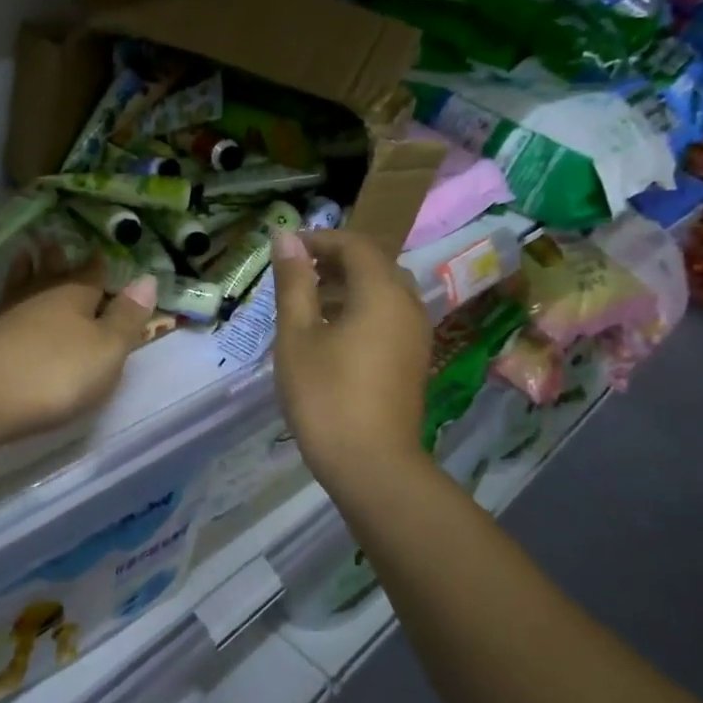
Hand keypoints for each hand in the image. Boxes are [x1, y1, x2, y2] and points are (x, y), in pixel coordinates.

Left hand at [0, 265, 157, 446]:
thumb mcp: (107, 349)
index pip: (91, 275)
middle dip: (56, 262)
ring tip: (23, 256)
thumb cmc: (56, 373)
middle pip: (51, 276)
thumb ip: (127, 317)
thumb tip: (147, 278)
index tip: (100, 250)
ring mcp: (6, 318)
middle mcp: (39, 299)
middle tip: (54, 244)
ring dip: (23, 273)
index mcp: (74, 297)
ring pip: (18, 288)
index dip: (98, 265)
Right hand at [272, 229, 430, 486]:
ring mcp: (416, 334)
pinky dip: (360, 310)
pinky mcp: (413, 359)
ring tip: (307, 305)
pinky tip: (331, 335)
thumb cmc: (325, 395)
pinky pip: (389, 316)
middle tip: (294, 276)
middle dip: (334, 261)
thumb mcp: (297, 336)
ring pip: (383, 291)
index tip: (285, 250)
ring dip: (347, 287)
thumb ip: (294, 282)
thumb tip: (286, 237)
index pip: (355, 245)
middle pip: (374, 264)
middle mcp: (408, 305)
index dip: (319, 239)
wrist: (372, 464)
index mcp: (381, 293)